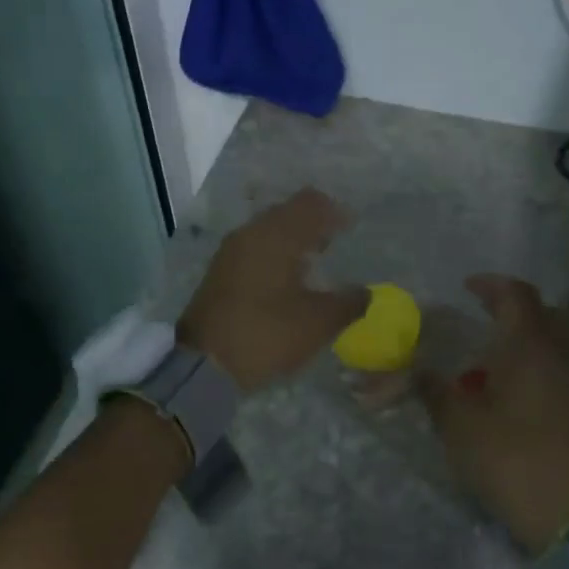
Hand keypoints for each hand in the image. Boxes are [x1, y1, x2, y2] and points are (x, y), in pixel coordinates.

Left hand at [177, 189, 369, 394]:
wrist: (202, 365)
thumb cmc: (265, 335)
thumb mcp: (317, 323)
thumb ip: (348, 303)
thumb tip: (365, 292)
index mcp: (276, 235)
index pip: (310, 203)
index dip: (335, 211)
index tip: (353, 228)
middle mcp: (251, 233)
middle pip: (288, 212)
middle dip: (314, 223)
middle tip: (336, 243)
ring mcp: (231, 251)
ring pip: (269, 230)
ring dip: (293, 239)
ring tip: (314, 262)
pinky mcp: (221, 271)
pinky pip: (255, 247)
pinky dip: (275, 253)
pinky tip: (287, 278)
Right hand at [423, 275, 568, 552]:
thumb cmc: (511, 457)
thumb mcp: (459, 424)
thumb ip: (435, 390)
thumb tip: (414, 368)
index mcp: (529, 347)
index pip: (516, 295)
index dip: (491, 284)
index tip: (466, 287)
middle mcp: (557, 356)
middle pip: (544, 311)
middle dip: (513, 305)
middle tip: (484, 312)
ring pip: (552, 341)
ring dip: (523, 336)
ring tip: (486, 353)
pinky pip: (553, 368)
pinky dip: (530, 363)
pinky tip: (503, 388)